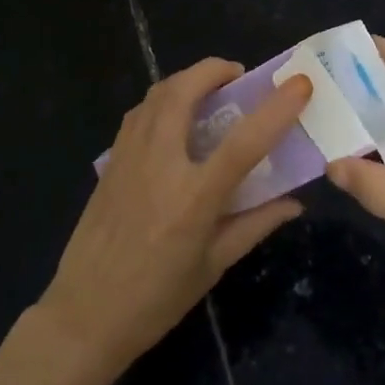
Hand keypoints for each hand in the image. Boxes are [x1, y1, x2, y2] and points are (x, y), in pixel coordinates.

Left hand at [39, 59, 311, 371]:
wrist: (84, 315)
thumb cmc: (156, 299)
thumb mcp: (213, 266)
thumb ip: (255, 225)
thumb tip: (295, 202)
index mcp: (193, 197)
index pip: (244, 142)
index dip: (276, 109)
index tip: (300, 84)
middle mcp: (160, 163)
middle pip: (186, 91)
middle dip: (215, 70)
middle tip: (239, 76)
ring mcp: (129, 156)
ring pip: (158, 93)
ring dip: (188, 80)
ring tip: (209, 90)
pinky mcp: (111, 159)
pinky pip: (139, 112)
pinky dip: (162, 99)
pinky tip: (174, 117)